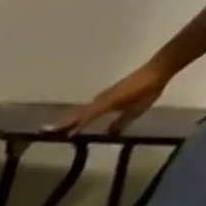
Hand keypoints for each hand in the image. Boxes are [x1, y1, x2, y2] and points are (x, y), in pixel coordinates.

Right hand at [48, 64, 169, 134]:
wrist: (159, 68)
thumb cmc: (148, 89)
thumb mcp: (137, 109)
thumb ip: (121, 122)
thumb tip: (108, 135)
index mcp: (104, 105)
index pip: (83, 119)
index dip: (72, 128)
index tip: (58, 137)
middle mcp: (99, 101)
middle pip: (77, 115)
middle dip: (63, 123)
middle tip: (46, 131)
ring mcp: (103, 96)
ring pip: (82, 110)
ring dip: (70, 119)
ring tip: (59, 127)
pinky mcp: (108, 94)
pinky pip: (91, 106)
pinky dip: (82, 114)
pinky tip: (81, 118)